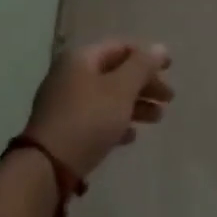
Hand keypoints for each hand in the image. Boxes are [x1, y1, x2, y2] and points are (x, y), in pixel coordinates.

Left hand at [22, 39, 173, 178]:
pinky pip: (96, 118)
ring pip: (108, 97)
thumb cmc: (88, 120)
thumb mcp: (121, 90)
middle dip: (144, 84)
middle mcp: (71, 75)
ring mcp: (65, 103)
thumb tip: (159, 47)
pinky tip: (131, 137)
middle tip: (168, 99)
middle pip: (115, 72)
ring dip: (135, 105)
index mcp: (82, 58)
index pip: (121, 47)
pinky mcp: (63, 130)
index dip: (148, 55)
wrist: (45, 169)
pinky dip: (116, 122)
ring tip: (157, 119)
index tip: (170, 69)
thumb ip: (142, 66)